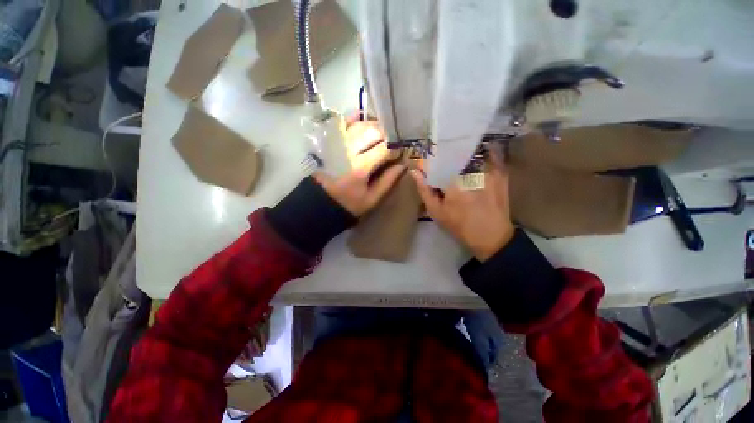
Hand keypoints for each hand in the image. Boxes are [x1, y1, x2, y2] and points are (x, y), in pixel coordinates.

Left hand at [313, 120, 404, 216]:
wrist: (320, 200)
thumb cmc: (349, 203)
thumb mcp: (371, 198)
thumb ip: (388, 181)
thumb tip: (403, 164)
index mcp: (360, 167)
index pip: (385, 148)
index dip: (396, 149)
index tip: (399, 154)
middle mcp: (349, 150)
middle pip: (374, 131)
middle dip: (387, 136)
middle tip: (390, 145)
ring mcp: (338, 142)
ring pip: (361, 124)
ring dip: (375, 127)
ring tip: (380, 137)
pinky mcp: (330, 140)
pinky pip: (344, 121)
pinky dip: (356, 118)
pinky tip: (364, 121)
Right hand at [411, 152, 513, 261]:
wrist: (491, 235)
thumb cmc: (460, 225)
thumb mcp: (436, 211)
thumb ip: (424, 190)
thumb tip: (414, 171)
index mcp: (453, 182)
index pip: (439, 160)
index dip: (433, 160)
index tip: (429, 162)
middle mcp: (471, 171)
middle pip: (455, 153)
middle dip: (448, 155)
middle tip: (443, 160)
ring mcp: (489, 170)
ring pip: (472, 152)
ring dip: (463, 153)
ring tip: (457, 158)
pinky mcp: (501, 172)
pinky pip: (492, 155)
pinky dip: (484, 153)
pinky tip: (477, 157)